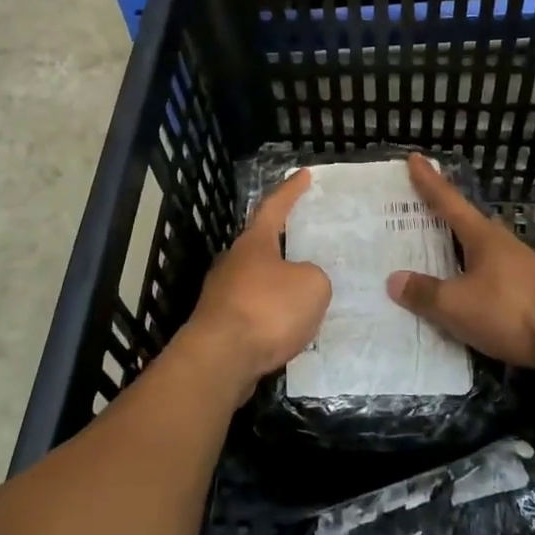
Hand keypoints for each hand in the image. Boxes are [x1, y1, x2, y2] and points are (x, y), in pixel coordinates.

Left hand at [180, 170, 330, 404]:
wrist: (220, 359)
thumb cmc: (267, 310)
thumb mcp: (312, 286)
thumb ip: (314, 276)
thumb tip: (302, 281)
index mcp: (254, 243)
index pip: (274, 207)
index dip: (291, 190)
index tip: (303, 174)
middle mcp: (234, 262)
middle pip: (261, 244)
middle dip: (284, 243)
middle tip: (309, 243)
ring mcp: (222, 294)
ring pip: (257, 280)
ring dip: (279, 284)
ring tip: (306, 293)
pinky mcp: (219, 325)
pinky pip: (254, 311)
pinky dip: (272, 315)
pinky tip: (289, 328)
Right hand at [384, 154, 534, 386]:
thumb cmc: (512, 309)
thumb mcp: (458, 304)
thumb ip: (426, 293)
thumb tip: (394, 279)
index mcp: (481, 236)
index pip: (448, 201)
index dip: (429, 181)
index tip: (415, 158)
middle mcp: (499, 247)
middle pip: (464, 226)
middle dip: (440, 219)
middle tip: (413, 212)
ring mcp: (517, 272)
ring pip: (476, 258)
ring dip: (454, 257)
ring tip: (429, 260)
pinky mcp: (527, 299)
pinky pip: (486, 287)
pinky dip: (468, 288)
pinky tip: (458, 303)